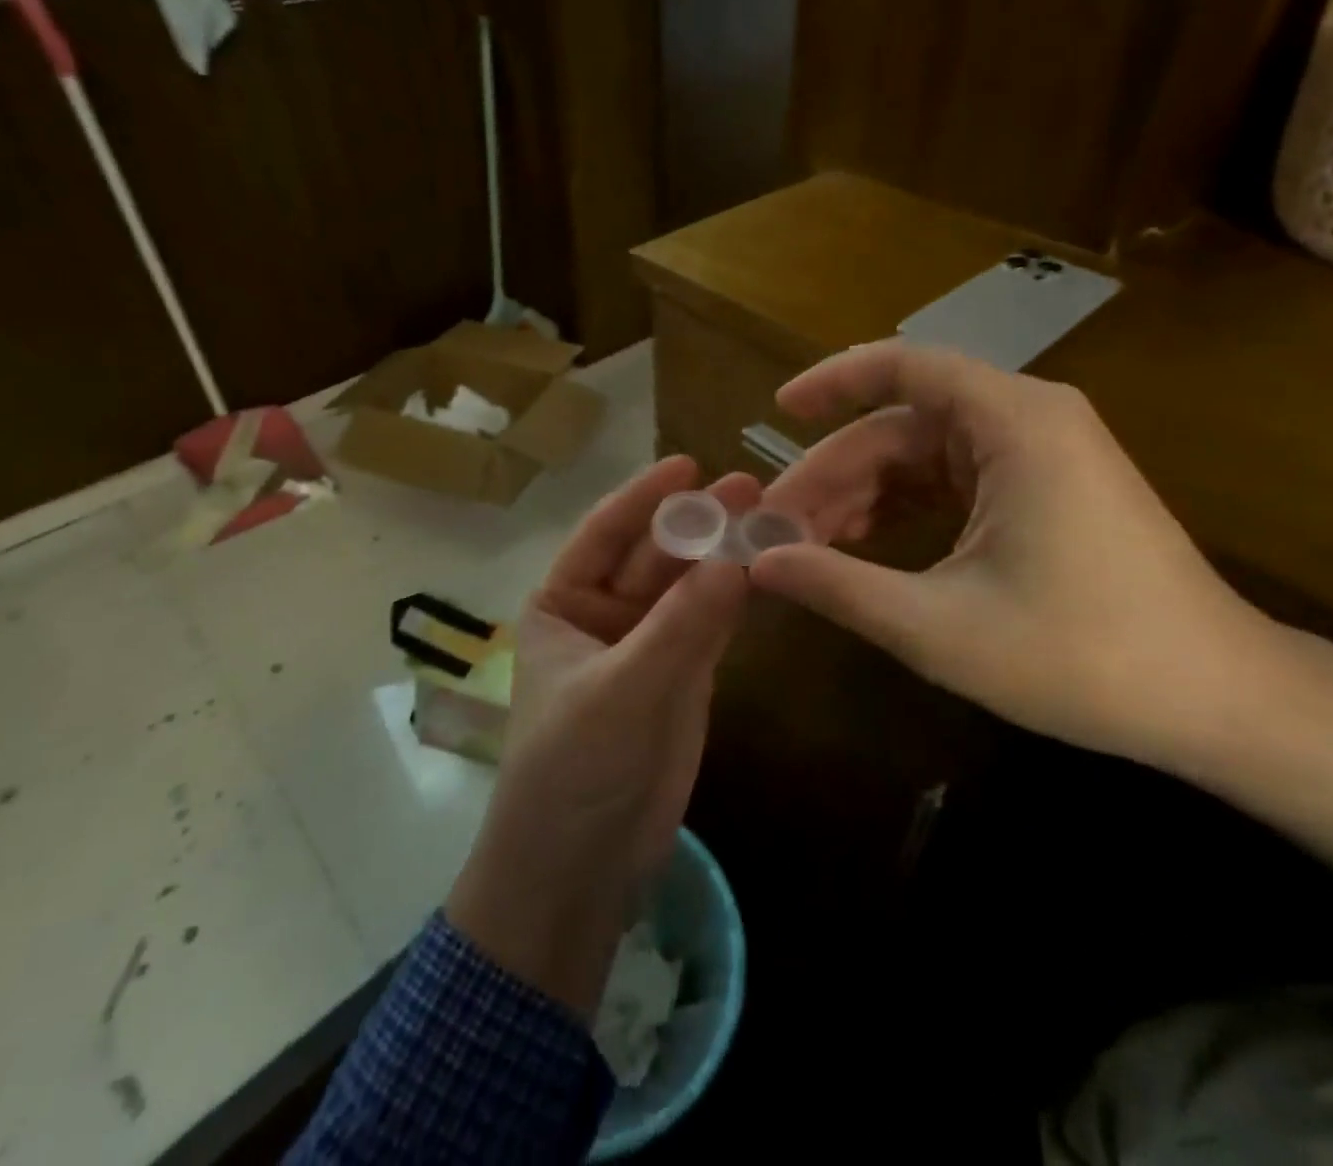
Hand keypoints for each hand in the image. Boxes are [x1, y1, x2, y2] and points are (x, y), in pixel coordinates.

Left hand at [447, 456, 755, 1017]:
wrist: (581, 868)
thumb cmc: (572, 768)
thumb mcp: (620, 690)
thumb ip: (679, 626)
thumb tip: (736, 559)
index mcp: (562, 602)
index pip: (604, 533)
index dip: (644, 497)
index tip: (688, 462)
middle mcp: (602, 612)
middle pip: (655, 555)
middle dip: (697, 523)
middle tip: (750, 487)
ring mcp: (647, 643)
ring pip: (689, 586)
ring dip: (724, 555)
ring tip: (770, 516)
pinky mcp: (684, 676)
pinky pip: (711, 623)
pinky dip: (737, 597)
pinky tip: (768, 567)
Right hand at [753, 341, 1332, 868]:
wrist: (1221, 703)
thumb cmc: (1082, 657)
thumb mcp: (939, 626)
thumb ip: (838, 586)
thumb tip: (758, 563)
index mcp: (1013, 423)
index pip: (903, 366)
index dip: (832, 382)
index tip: (775, 412)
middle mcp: (1028, 419)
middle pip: (902, 426)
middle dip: (833, 473)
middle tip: (774, 526)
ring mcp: (1040, 454)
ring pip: (923, 457)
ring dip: (863, 496)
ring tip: (806, 546)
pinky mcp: (1045, 490)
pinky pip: (953, 481)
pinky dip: (903, 510)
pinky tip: (862, 549)